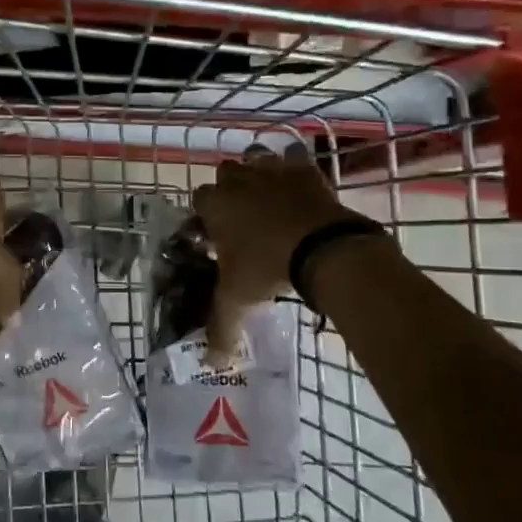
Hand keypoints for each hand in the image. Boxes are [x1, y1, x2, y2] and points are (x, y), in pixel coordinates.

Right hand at [191, 150, 357, 359]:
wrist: (322, 248)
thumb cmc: (268, 268)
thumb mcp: (238, 300)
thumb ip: (221, 328)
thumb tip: (213, 361)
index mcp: (215, 206)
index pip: (199, 200)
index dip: (207, 216)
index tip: (217, 236)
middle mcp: (238, 181)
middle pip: (225, 174)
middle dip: (230, 191)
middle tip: (242, 219)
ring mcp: (271, 171)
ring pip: (255, 159)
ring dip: (256, 174)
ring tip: (267, 199)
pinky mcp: (304, 169)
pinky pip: (293, 159)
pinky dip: (293, 169)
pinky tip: (298, 188)